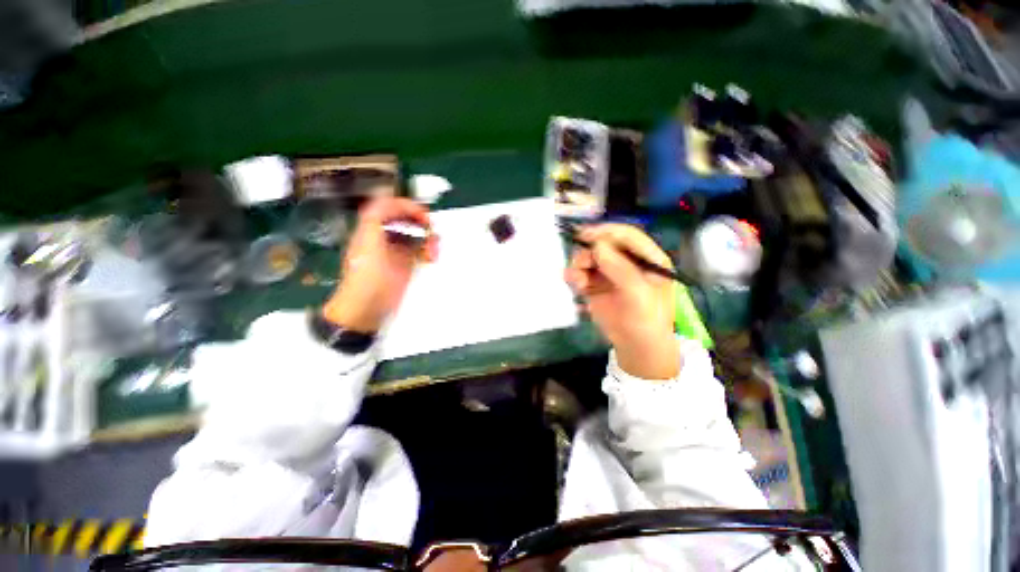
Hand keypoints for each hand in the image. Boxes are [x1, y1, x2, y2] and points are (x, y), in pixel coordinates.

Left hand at [322, 197, 437, 332]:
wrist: (366, 311)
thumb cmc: (366, 280)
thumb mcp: (368, 248)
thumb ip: (375, 223)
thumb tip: (388, 202)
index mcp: (371, 230)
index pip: (387, 207)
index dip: (406, 206)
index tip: (424, 216)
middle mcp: (383, 237)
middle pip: (404, 219)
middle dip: (420, 222)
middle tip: (432, 232)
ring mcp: (395, 251)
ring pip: (414, 234)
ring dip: (426, 238)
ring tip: (434, 250)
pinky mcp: (405, 265)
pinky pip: (419, 250)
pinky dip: (427, 250)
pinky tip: (431, 257)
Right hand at [565, 224, 679, 379]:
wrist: (634, 347)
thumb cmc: (646, 321)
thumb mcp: (638, 295)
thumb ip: (620, 269)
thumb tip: (598, 246)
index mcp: (647, 258)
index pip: (627, 235)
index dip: (606, 232)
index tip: (585, 236)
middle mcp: (626, 260)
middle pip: (603, 243)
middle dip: (589, 252)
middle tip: (582, 265)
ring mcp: (608, 272)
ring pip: (587, 256)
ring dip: (579, 265)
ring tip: (579, 283)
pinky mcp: (594, 283)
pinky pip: (579, 272)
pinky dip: (574, 275)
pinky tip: (577, 286)